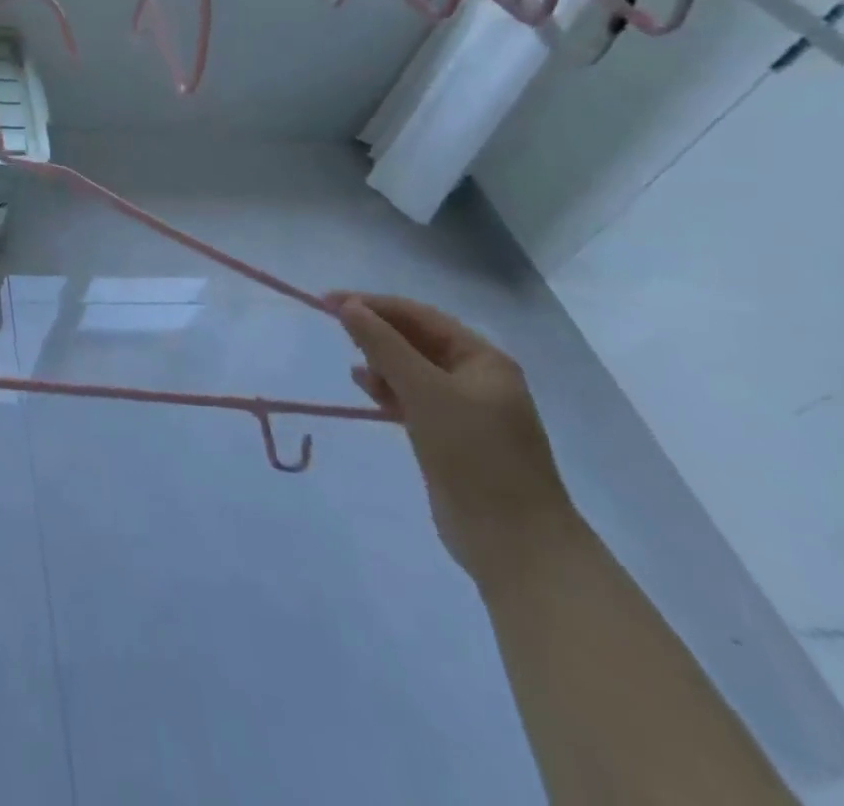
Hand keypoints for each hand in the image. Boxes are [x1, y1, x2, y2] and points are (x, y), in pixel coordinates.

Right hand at [330, 292, 576, 586]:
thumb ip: (384, 345)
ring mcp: (463, 410)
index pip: (420, 316)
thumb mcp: (425, 392)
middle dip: (377, 330)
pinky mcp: (447, 437)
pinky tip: (365, 386)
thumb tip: (347, 305)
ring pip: (411, 369)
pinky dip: (387, 388)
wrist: (514, 543)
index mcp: (483, 360)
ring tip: (351, 360)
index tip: (329, 301)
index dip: (374, 304)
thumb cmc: (475, 454)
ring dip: (380, 359)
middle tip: (334, 326)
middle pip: (416, 340)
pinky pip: (411, 397)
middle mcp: (476, 378)